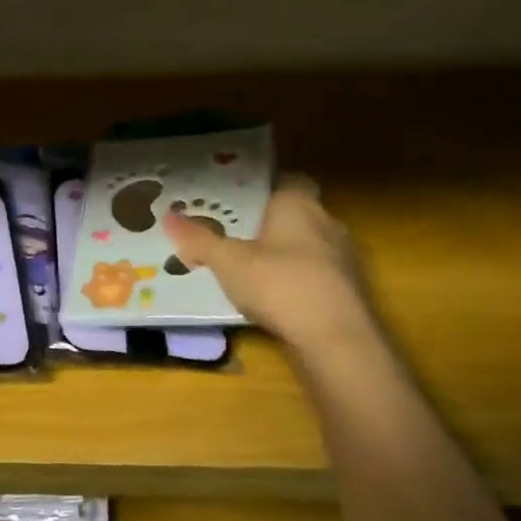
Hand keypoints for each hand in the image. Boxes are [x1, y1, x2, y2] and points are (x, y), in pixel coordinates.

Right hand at [163, 181, 375, 350]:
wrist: (336, 341)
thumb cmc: (279, 283)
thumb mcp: (227, 261)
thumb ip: (199, 239)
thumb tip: (168, 216)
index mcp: (299, 203)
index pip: (288, 179)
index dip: (265, 186)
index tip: (239, 198)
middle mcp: (328, 222)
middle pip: (298, 213)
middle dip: (271, 222)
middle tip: (235, 232)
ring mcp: (345, 259)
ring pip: (310, 245)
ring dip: (286, 254)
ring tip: (250, 267)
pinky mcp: (352, 293)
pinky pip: (319, 276)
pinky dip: (299, 282)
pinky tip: (275, 298)